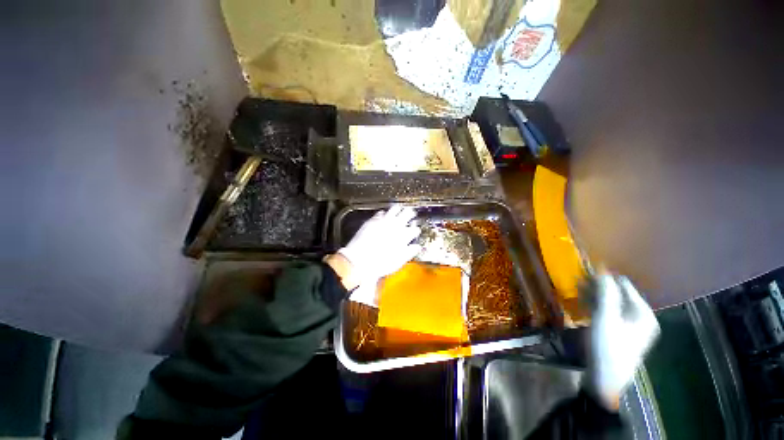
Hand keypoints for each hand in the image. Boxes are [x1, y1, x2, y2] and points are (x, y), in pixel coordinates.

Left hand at [336, 205, 421, 290]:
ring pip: (395, 209)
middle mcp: (395, 225)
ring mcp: (384, 221)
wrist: (359, 260)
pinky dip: (384, 213)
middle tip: (410, 214)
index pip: (414, 229)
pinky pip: (381, 212)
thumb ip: (409, 252)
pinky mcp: (373, 220)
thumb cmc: (380, 264)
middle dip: (410, 213)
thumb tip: (416, 247)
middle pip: (407, 213)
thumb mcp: (399, 261)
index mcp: (404, 236)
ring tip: (399, 210)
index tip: (415, 231)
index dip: (415, 230)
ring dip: (398, 209)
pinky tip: (383, 216)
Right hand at [584, 274, 659, 409]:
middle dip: (597, 286)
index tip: (583, 271)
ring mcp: (630, 326)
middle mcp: (640, 317)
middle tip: (576, 281)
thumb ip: (605, 292)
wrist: (604, 379)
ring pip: (610, 303)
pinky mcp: (618, 333)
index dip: (604, 276)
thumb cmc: (608, 347)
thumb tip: (601, 268)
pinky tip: (581, 304)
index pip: (623, 285)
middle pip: (617, 294)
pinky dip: (594, 306)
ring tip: (575, 290)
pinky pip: (607, 313)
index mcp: (643, 313)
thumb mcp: (605, 318)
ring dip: (593, 295)